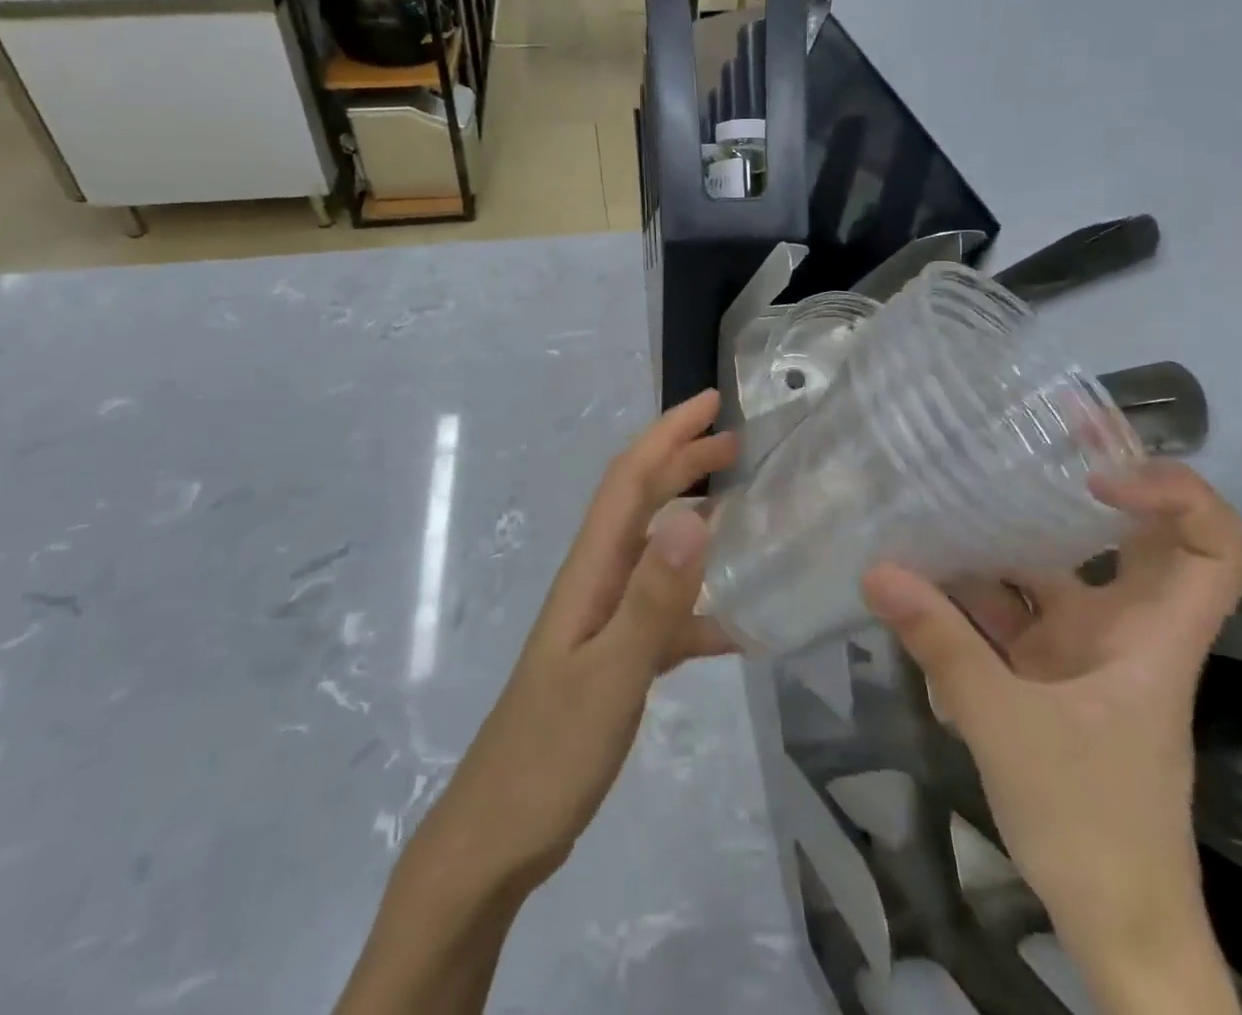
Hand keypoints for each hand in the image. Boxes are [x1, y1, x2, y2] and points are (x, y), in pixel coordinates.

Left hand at [411, 390, 737, 894]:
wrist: (497, 838)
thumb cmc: (549, 754)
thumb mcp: (611, 676)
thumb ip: (653, 600)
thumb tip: (693, 517)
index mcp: (590, 572)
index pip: (629, 481)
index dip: (667, 435)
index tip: (710, 404)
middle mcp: (595, 583)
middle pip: (639, 502)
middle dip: (682, 462)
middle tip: (736, 444)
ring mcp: (603, 622)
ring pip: (654, 551)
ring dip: (693, 520)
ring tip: (744, 511)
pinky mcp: (613, 660)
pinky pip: (664, 613)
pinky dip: (700, 604)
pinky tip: (740, 624)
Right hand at [861, 461, 1241, 1014]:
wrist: (1114, 926)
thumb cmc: (1091, 823)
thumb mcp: (1004, 726)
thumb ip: (940, 644)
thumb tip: (875, 570)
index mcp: (1152, 637)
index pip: (1214, 546)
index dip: (1172, 491)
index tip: (1094, 471)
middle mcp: (1124, 629)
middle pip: (1129, 538)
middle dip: (1084, 480)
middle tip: (1027, 430)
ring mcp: (1084, 651)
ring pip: (1051, 572)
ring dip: (1001, 538)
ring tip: (945, 488)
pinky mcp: (1047, 674)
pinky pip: (1010, 613)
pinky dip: (969, 593)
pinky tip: (919, 573)